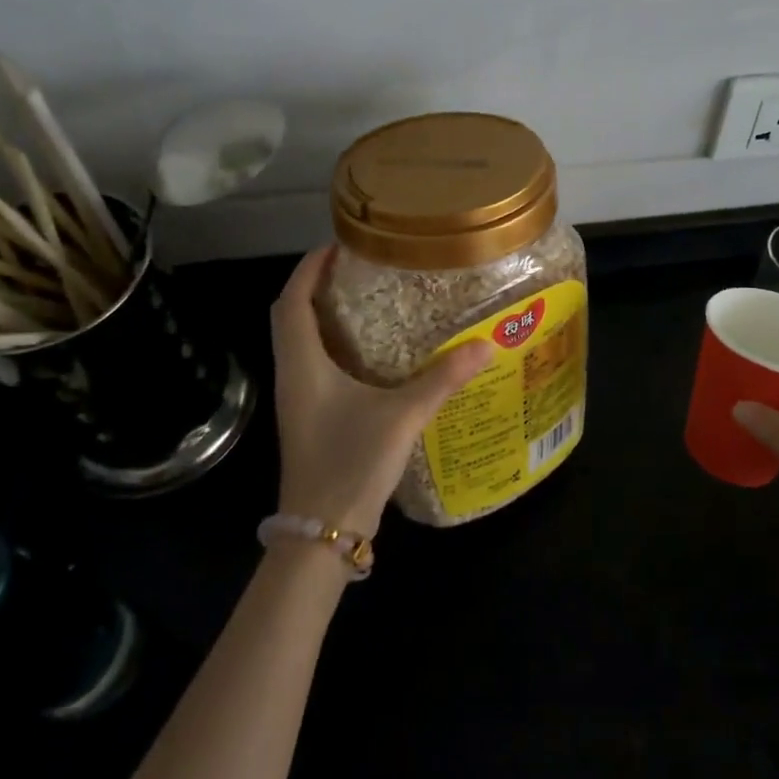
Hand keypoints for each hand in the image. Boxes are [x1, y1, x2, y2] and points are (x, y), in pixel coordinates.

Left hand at [269, 246, 491, 538]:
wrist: (320, 533)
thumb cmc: (350, 465)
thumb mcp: (402, 417)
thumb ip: (442, 379)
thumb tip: (486, 345)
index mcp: (303, 365)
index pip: (292, 302)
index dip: (309, 269)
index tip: (338, 245)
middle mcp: (295, 376)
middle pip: (292, 318)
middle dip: (316, 286)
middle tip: (358, 269)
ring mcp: (300, 400)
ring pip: (303, 343)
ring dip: (325, 316)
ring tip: (368, 300)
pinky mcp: (311, 418)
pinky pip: (316, 366)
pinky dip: (335, 345)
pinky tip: (373, 353)